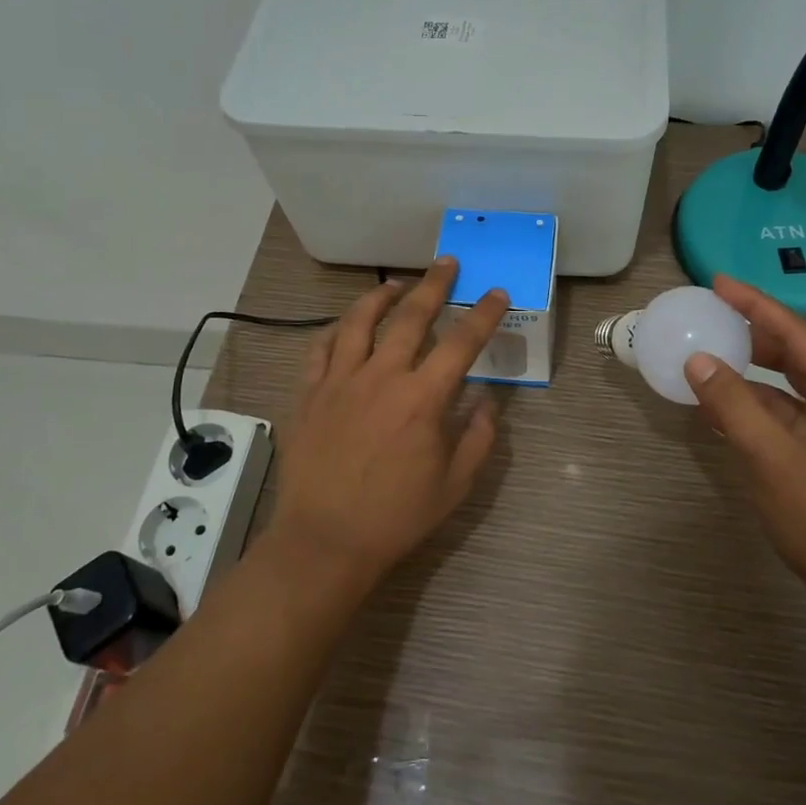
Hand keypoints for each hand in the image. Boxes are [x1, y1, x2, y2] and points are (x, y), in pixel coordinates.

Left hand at [265, 258, 508, 594]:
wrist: (325, 540)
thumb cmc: (395, 517)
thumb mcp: (454, 485)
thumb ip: (479, 438)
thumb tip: (489, 402)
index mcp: (423, 399)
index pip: (462, 343)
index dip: (483, 314)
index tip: (496, 292)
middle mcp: (382, 377)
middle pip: (411, 317)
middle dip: (435, 286)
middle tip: (447, 263)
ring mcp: (340, 381)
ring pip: (360, 321)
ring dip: (382, 297)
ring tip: (397, 284)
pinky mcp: (310, 392)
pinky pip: (321, 348)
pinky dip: (336, 329)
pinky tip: (346, 325)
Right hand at [684, 274, 805, 636]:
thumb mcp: (774, 460)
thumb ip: (733, 406)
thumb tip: (697, 359)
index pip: (795, 332)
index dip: (754, 303)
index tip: (717, 282)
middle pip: (793, 353)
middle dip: (751, 331)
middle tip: (708, 313)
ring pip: (784, 387)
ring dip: (748, 371)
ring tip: (706, 353)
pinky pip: (779, 417)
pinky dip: (750, 407)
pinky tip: (719, 407)